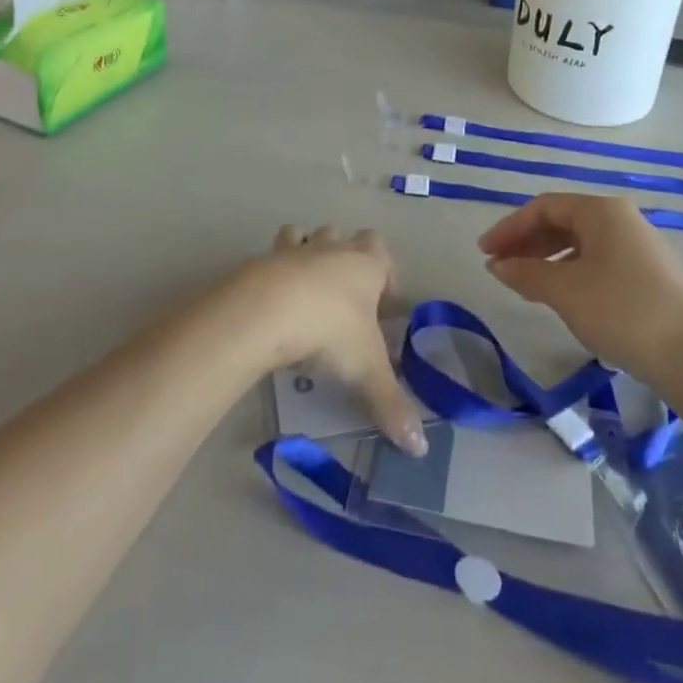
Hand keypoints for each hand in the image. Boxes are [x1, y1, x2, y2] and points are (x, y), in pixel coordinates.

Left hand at [242, 226, 426, 455]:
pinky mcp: (262, 259)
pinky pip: (271, 255)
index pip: (382, 253)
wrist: (269, 310)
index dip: (386, 275)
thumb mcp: (366, 371)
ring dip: (308, 252)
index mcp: (366, 265)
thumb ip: (392, 404)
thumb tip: (420, 448)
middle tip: (345, 298)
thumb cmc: (330, 331)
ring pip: (307, 235)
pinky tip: (272, 300)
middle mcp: (333, 249)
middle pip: (345, 238)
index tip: (383, 308)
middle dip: (347, 258)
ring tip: (305, 290)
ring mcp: (296, 250)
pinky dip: (273, 270)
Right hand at [479, 193, 682, 378]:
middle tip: (501, 269)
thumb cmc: (623, 311)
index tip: (484, 253)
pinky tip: (564, 298)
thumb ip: (526, 273)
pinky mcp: (652, 275)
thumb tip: (498, 266)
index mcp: (602, 211)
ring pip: (581, 243)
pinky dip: (572, 273)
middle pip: (563, 221)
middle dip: (527, 243)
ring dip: (548, 260)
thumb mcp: (565, 292)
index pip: (544, 207)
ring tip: (526, 286)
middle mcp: (622, 219)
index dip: (509, 227)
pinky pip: (599, 261)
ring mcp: (640, 246)